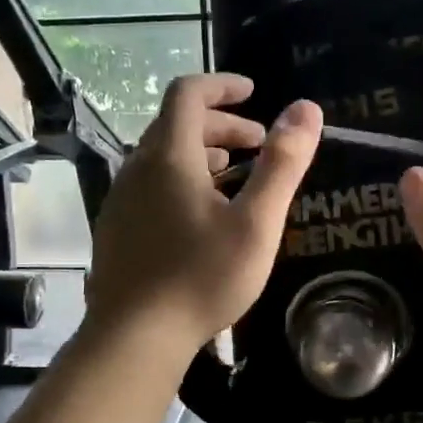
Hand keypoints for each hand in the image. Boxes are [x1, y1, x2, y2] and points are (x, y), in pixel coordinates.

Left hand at [85, 73, 322, 357]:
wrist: (134, 337)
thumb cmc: (202, 277)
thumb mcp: (256, 222)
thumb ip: (282, 164)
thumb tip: (306, 108)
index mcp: (169, 157)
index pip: (188, 94)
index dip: (222, 85)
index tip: (253, 92)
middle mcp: (137, 168)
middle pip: (176, 124)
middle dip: (220, 124)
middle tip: (258, 143)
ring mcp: (121, 199)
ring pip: (162, 157)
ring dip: (201, 153)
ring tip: (235, 174)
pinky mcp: (115, 227)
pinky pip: (150, 185)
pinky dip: (181, 179)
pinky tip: (202, 215)